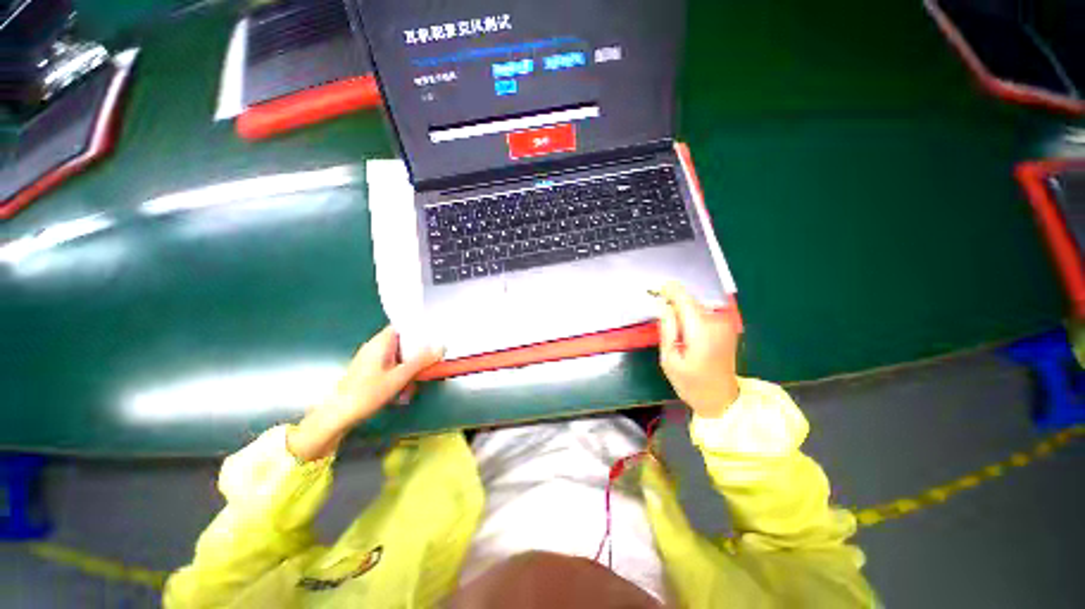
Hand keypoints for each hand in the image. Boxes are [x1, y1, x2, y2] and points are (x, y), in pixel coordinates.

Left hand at [288, 326, 443, 460]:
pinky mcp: (369, 372)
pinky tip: (401, 394)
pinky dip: (400, 377)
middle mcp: (376, 347)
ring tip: (411, 388)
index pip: (404, 325)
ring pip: (400, 358)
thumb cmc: (366, 394)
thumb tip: (442, 346)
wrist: (336, 417)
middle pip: (404, 344)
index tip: (435, 339)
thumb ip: (421, 361)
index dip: (420, 330)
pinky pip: (392, 368)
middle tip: (427, 369)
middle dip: (417, 357)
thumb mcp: (399, 377)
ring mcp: (372, 360)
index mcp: (381, 342)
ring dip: (410, 371)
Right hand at [657, 282, 739, 417]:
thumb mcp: (669, 359)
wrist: (721, 398)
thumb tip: (662, 304)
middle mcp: (717, 322)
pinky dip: (692, 314)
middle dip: (674, 301)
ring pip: (697, 305)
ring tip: (673, 324)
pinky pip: (704, 312)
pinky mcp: (727, 327)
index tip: (655, 288)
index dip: (669, 290)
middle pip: (691, 301)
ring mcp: (725, 324)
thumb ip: (667, 328)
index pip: (684, 299)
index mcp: (701, 330)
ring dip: (683, 309)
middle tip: (659, 310)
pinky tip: (685, 328)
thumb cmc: (691, 382)